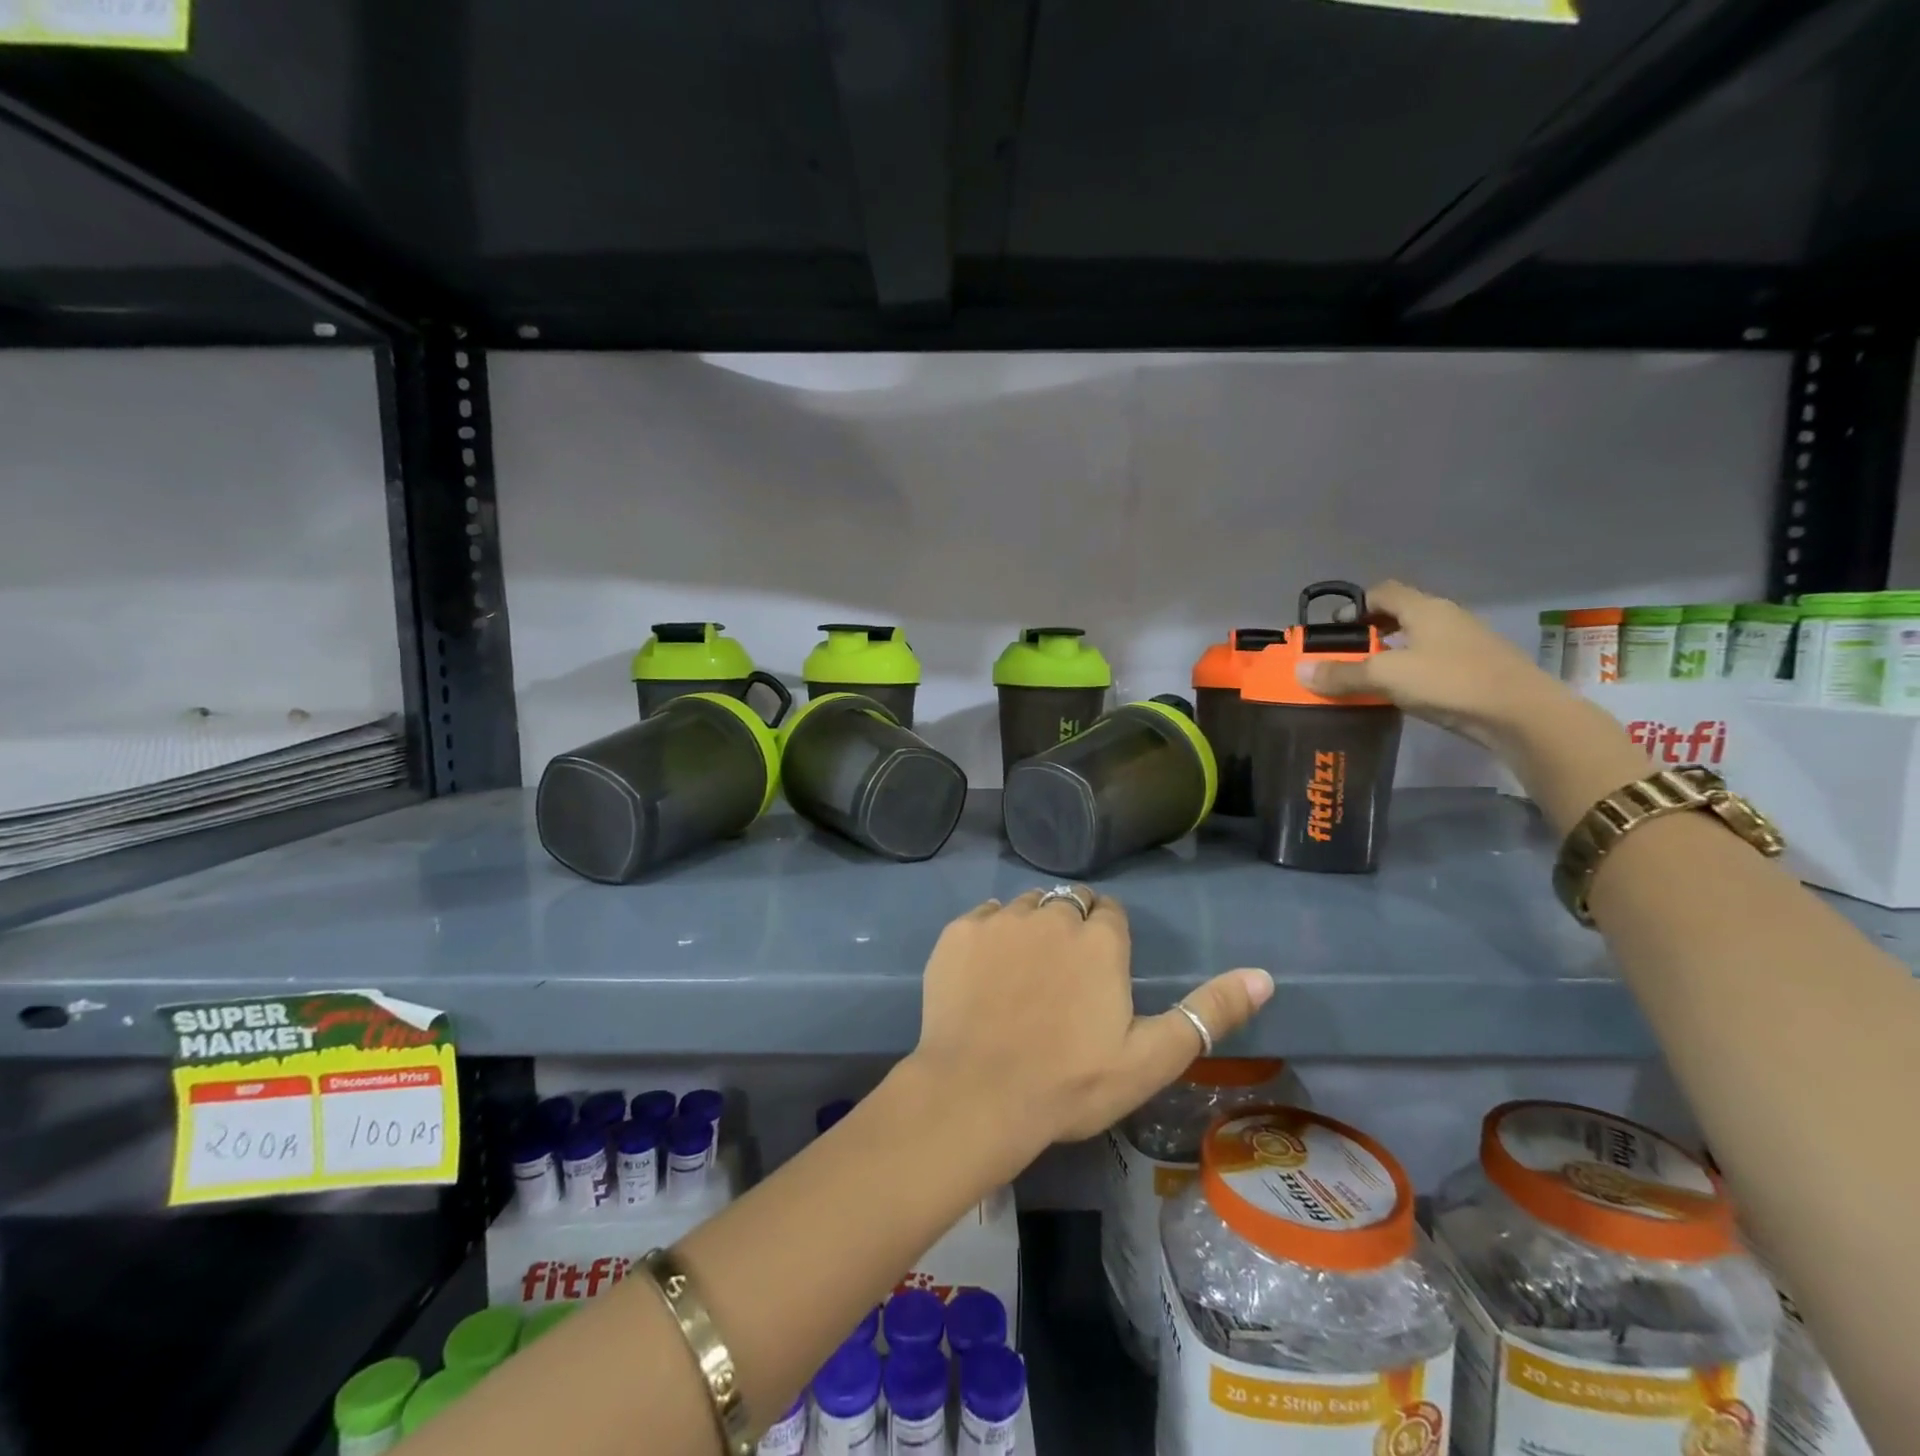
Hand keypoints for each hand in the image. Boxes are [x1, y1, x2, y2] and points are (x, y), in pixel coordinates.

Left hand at [906, 889, 1272, 1151]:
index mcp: (1099, 940)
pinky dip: (990, 934)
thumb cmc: (1070, 1083)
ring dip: (1032, 927)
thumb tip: (1265, 975)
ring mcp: (1001, 920)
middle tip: (1062, 977)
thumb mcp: (1152, 1058)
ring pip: (1027, 906)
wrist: (977, 1093)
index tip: (1099, 973)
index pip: (1109, 913)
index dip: (1106, 938)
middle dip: (1072, 928)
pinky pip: (984, 917)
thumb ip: (1209, 1012)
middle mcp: (1052, 915)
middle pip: (1069, 904)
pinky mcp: (959, 931)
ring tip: (1025, 974)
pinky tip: (986, 973)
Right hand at [1295, 579, 1569, 752]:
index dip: (1355, 606)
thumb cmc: (1449, 681)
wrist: (1521, 714)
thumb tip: (1300, 671)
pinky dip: (1411, 670)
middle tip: (1346, 656)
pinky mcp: (1476, 668)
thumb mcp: (1386, 676)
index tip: (1335, 630)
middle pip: (1400, 614)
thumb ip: (1342, 674)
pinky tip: (1401, 693)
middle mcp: (1446, 617)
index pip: (1382, 591)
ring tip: (1368, 677)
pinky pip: (1433, 660)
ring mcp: (1465, 643)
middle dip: (1370, 631)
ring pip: (1417, 638)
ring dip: (1391, 652)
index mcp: (1424, 608)